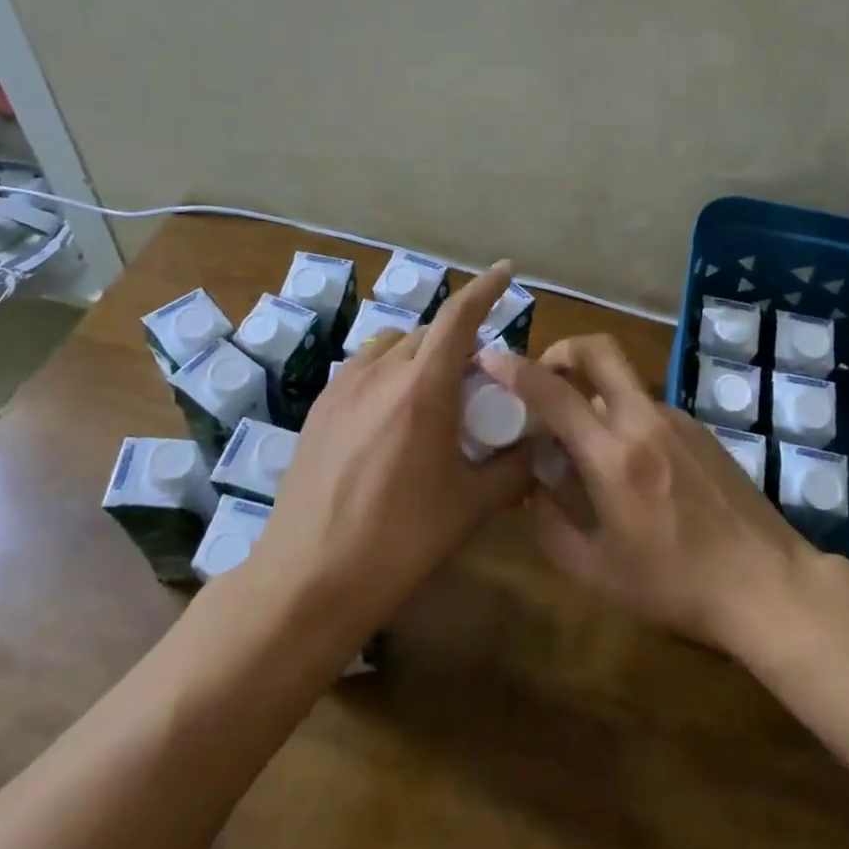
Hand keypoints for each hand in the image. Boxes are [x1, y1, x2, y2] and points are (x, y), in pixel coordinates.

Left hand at [230, 262, 533, 638]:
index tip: (507, 270)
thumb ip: (514, 468)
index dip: (486, 287)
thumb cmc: (399, 539)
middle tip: (480, 375)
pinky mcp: (319, 408)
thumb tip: (540, 446)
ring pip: (393, 346)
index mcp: (422, 389)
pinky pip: (364, 368)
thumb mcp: (471, 506)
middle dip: (459, 339)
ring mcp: (342, 388)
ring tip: (435, 391)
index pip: (459, 317)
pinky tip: (393, 413)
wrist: (308, 578)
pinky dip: (390, 370)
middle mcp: (380, 373)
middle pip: (428, 332)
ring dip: (421, 353)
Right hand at [478, 335, 814, 654]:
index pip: (554, 393)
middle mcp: (644, 421)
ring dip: (593, 391)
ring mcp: (677, 420)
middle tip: (544, 375)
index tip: (490, 358)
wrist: (765, 582)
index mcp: (613, 455)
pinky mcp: (700, 429)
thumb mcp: (597, 572)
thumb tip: (531, 487)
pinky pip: (648, 407)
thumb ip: (551, 526)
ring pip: (623, 382)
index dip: (516, 369)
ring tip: (581, 439)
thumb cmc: (676, 584)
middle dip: (563, 349)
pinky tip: (627, 463)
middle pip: (600, 350)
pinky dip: (623, 415)